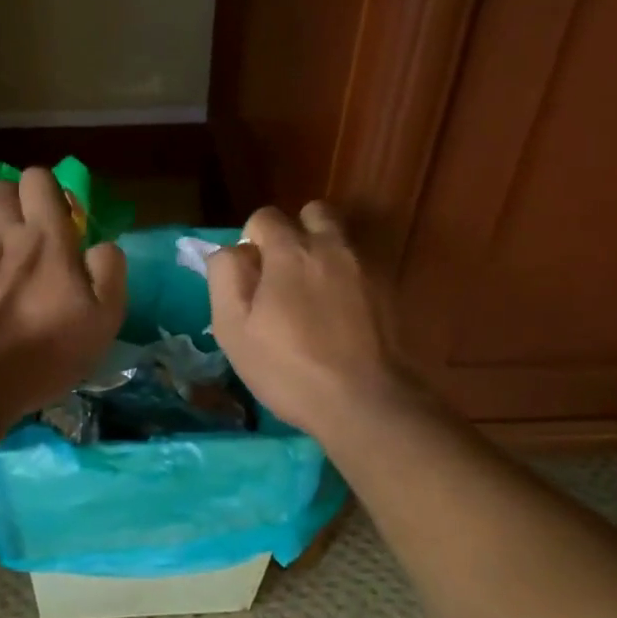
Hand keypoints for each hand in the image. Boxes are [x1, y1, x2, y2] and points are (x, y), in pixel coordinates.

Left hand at [0, 168, 127, 418]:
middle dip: (16, 198)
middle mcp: (5, 236)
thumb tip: (103, 246)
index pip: (39, 179)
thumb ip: (109, 272)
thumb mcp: (102, 319)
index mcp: (47, 237)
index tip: (63, 217)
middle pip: (0, 188)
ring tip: (3, 250)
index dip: (49, 189)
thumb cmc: (45, 350)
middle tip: (30, 229)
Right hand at [206, 202, 412, 438]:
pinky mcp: (390, 292)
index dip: (251, 240)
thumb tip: (231, 251)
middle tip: (285, 273)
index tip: (250, 276)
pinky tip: (341, 316)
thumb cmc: (288, 368)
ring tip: (314, 294)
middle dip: (296, 232)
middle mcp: (332, 247)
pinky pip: (362, 267)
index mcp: (290, 250)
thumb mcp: (233, 328)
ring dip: (324, 253)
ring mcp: (367, 267)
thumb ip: (225, 277)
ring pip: (341, 239)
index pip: (264, 217)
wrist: (366, 403)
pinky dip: (348, 279)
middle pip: (313, 213)